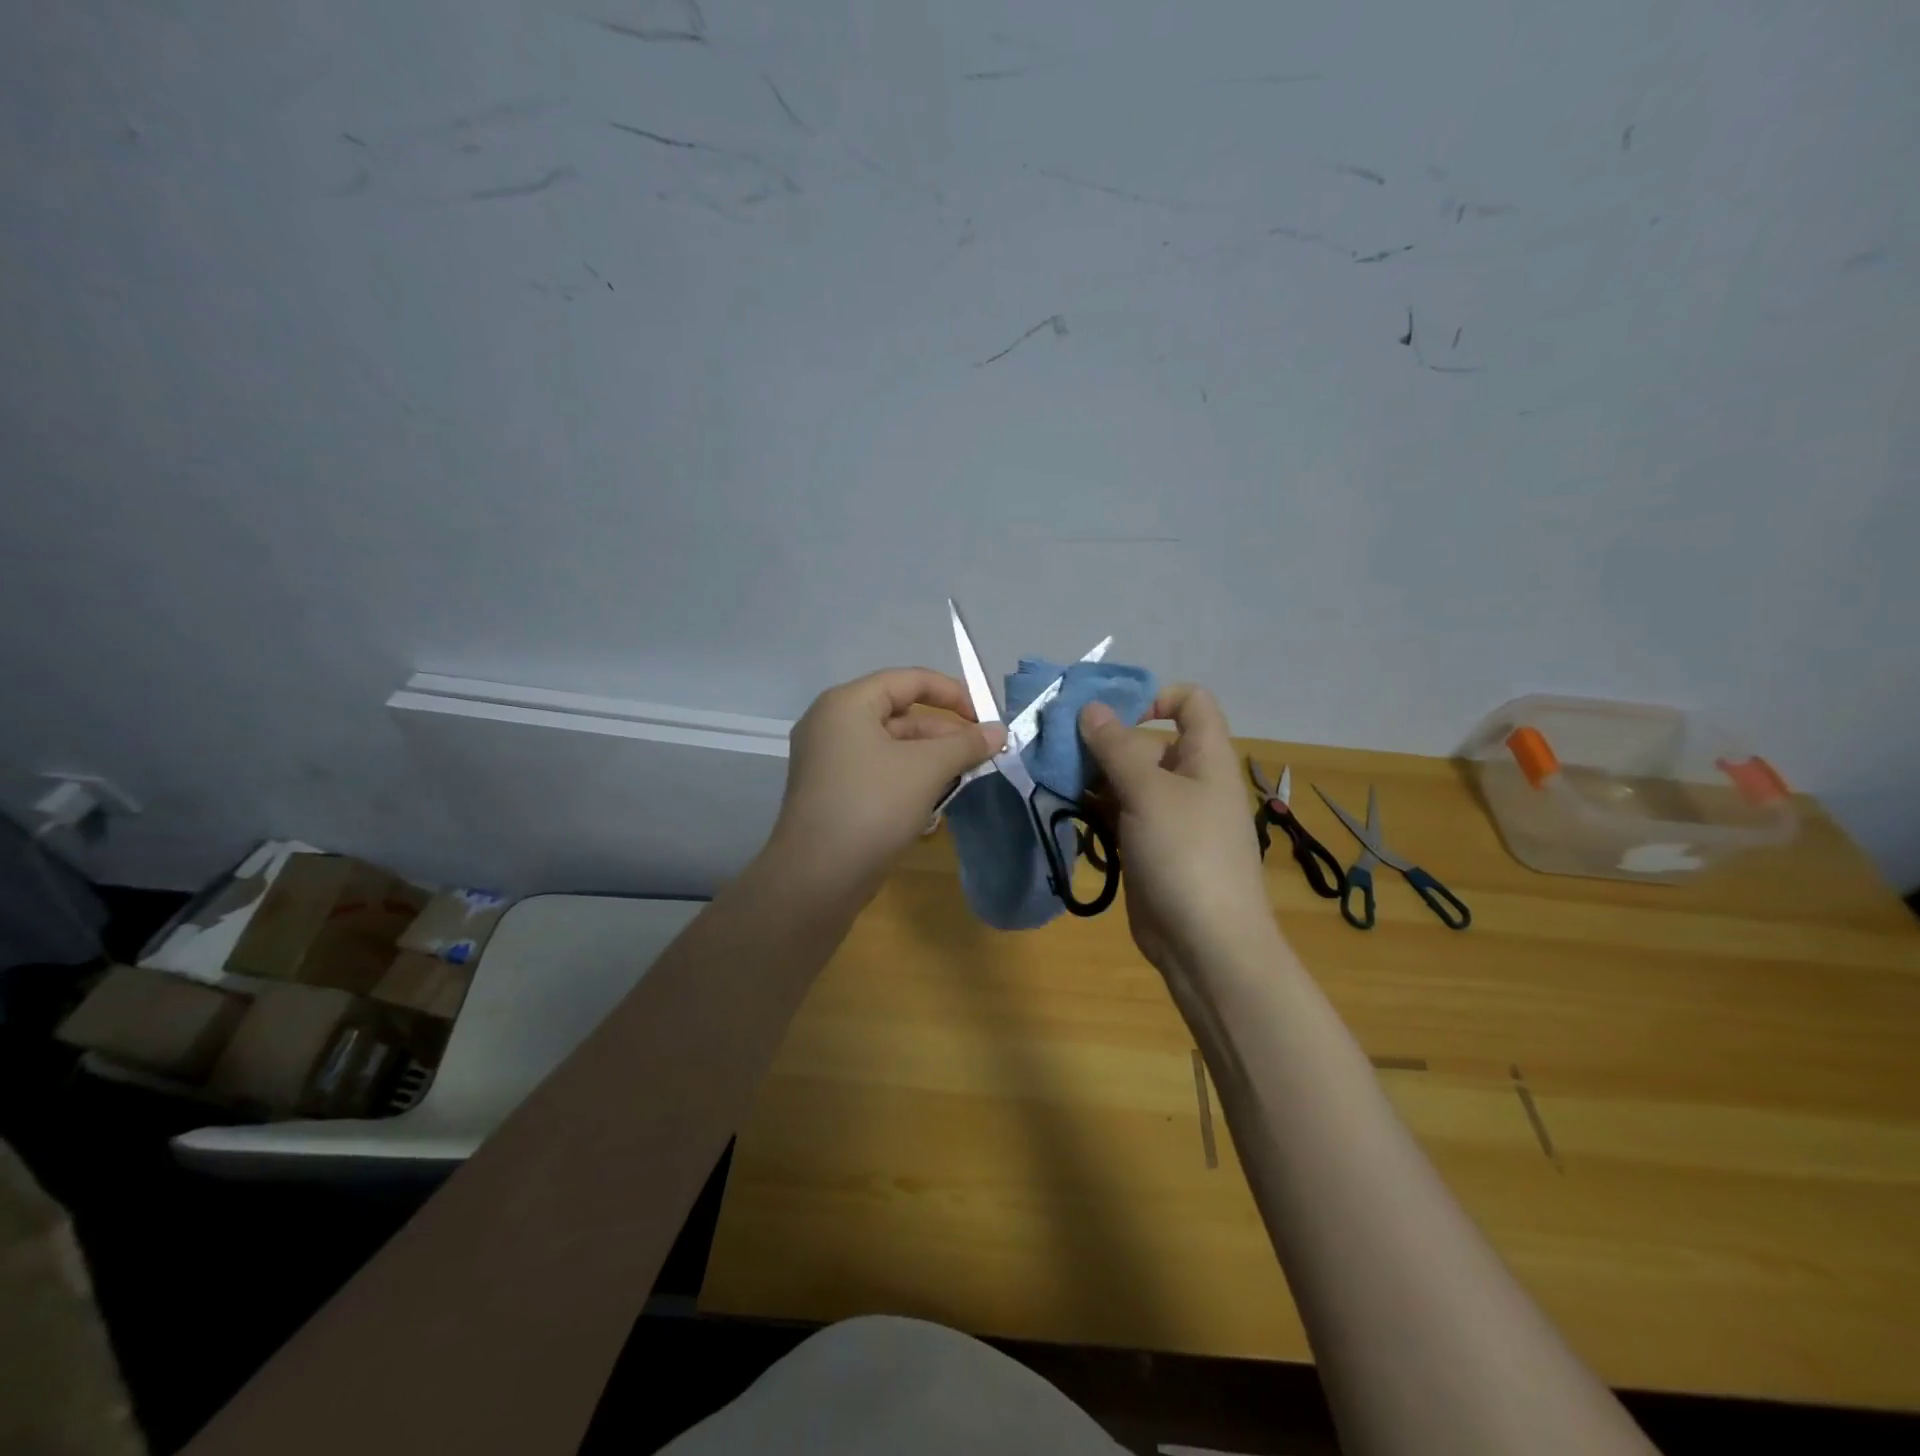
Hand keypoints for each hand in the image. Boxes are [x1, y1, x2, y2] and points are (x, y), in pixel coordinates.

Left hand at [769, 667, 1006, 896]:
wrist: (818, 877)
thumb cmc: (873, 806)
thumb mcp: (927, 769)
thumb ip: (966, 744)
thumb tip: (999, 730)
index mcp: (847, 704)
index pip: (908, 680)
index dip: (952, 693)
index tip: (985, 718)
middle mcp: (831, 724)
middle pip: (900, 714)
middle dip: (944, 733)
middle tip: (981, 754)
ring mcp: (828, 760)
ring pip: (891, 746)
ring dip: (930, 759)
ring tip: (964, 778)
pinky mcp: (832, 791)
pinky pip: (878, 771)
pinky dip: (908, 778)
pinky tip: (934, 802)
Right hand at [1079, 686, 1274, 979]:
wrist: (1206, 944)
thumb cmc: (1186, 855)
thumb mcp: (1149, 792)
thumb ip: (1117, 747)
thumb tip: (1090, 708)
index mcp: (1205, 757)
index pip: (1191, 703)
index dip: (1155, 697)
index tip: (1110, 714)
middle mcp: (1187, 780)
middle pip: (1146, 741)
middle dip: (1102, 739)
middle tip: (1054, 743)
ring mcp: (1166, 816)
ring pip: (1125, 779)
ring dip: (1090, 773)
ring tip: (1048, 773)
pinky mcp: (1146, 845)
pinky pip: (1117, 812)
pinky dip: (1091, 805)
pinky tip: (1061, 805)